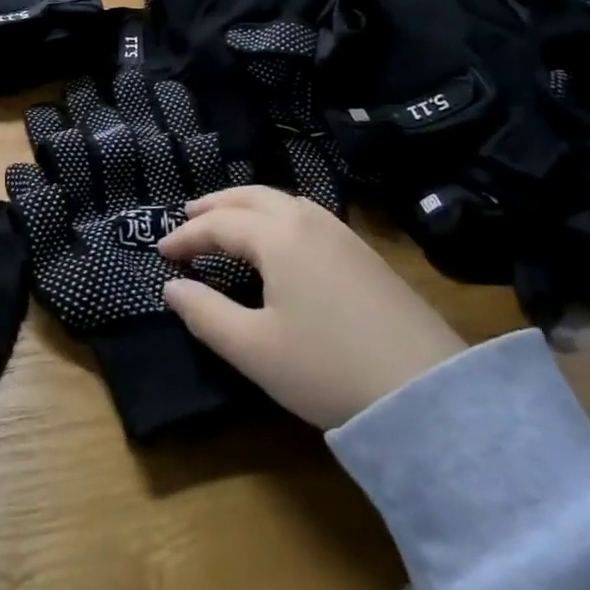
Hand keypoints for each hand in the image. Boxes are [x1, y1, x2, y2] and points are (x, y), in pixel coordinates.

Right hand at [158, 186, 465, 428]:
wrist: (428, 392)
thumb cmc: (328, 368)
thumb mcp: (254, 349)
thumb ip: (205, 314)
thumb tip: (171, 287)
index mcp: (277, 236)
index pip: (218, 224)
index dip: (185, 237)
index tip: (161, 253)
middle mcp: (307, 220)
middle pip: (251, 197)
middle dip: (215, 205)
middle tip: (187, 216)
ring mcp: (340, 232)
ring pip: (282, 201)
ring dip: (246, 206)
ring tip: (227, 221)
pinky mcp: (362, 252)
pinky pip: (306, 215)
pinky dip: (275, 215)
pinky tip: (278, 239)